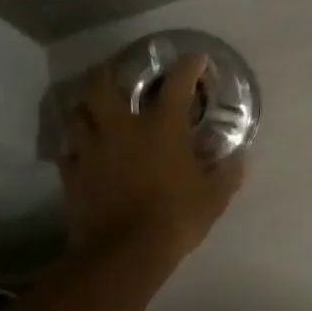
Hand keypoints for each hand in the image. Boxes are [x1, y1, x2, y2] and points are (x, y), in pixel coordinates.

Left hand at [58, 54, 244, 269]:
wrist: (124, 252)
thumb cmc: (176, 217)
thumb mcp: (215, 197)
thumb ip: (228, 172)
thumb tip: (241, 156)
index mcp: (161, 127)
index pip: (177, 83)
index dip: (188, 66)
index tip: (196, 58)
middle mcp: (121, 128)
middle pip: (103, 83)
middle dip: (110, 70)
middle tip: (119, 72)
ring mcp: (91, 149)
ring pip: (77, 112)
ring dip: (87, 105)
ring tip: (96, 109)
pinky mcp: (72, 173)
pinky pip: (69, 150)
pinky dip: (77, 146)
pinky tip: (85, 152)